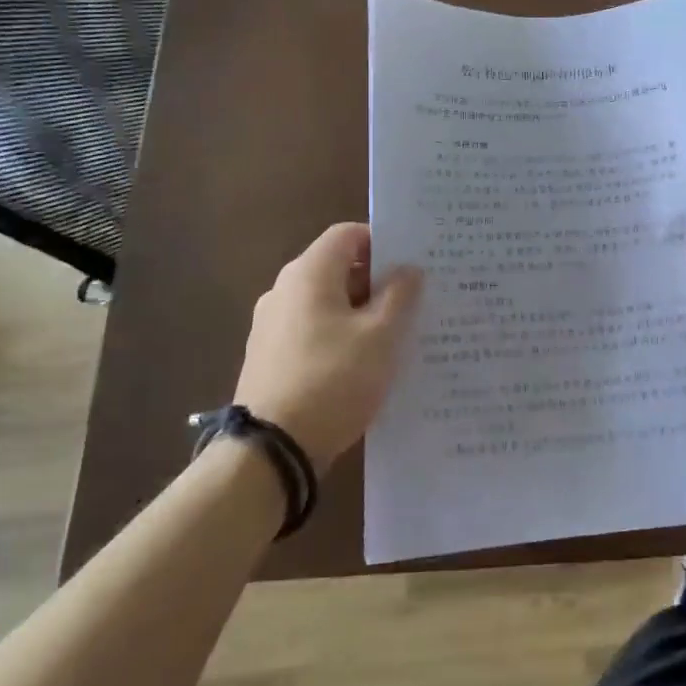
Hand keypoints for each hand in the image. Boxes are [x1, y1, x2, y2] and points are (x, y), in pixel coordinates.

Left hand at [234, 224, 423, 472]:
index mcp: (309, 274)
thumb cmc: (333, 380)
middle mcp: (284, 290)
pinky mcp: (270, 357)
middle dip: (377, 281)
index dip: (383, 242)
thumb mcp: (381, 336)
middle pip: (338, 268)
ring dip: (361, 312)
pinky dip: (341, 337)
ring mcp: (272, 325)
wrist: (271, 450)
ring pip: (327, 303)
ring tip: (397, 336)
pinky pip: (314, 331)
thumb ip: (400, 295)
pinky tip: (365, 364)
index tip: (414, 264)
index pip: (348, 234)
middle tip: (416, 301)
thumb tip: (408, 269)